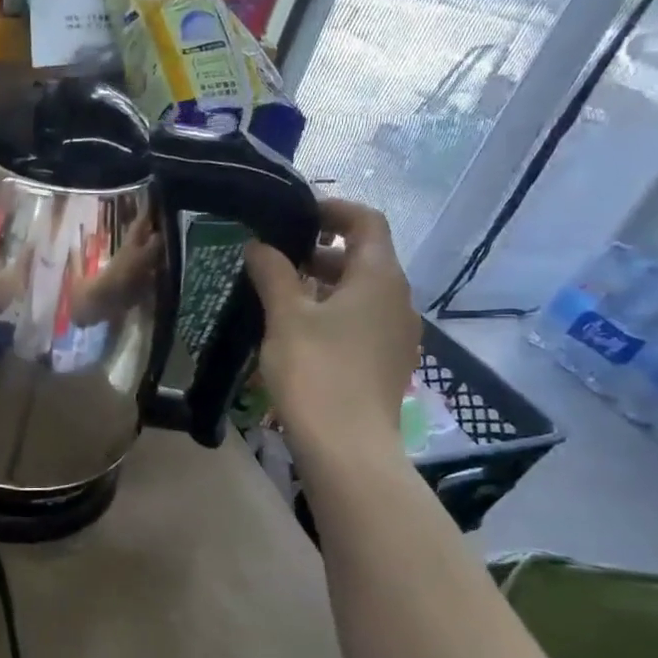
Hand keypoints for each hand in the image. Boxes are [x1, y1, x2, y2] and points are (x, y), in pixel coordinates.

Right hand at [243, 197, 418, 458]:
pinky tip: (299, 333)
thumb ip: (273, 273)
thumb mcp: (285, 316)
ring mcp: (398, 333)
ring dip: (325, 284)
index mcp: (379, 277)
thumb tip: (258, 245)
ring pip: (362, 292)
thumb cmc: (316, 371)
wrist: (347, 447)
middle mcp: (398, 299)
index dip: (332, 210)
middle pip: (364, 257)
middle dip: (321, 251)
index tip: (294, 215)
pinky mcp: (388, 362)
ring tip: (280, 296)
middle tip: (276, 259)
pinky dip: (334, 313)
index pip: (367, 222)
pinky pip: (363, 321)